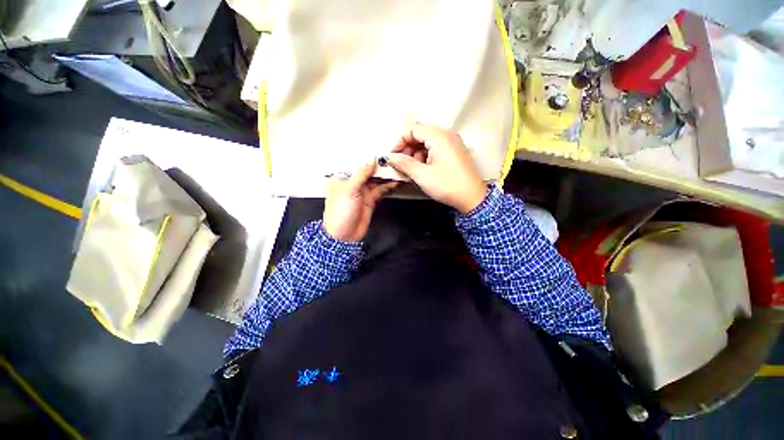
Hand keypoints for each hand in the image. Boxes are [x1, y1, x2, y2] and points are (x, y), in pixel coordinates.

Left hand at [323, 162, 397, 241]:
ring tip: (396, 170)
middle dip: (379, 167)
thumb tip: (371, 160)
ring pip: (375, 180)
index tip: (380, 153)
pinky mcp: (370, 200)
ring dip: (385, 176)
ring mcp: (362, 192)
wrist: (344, 235)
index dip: (368, 158)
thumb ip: (361, 174)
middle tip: (392, 162)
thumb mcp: (349, 189)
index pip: (357, 163)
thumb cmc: (339, 213)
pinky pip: (380, 190)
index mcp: (342, 178)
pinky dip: (387, 186)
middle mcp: (352, 183)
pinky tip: (394, 182)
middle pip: (368, 171)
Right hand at [386, 124, 486, 213]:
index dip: (400, 141)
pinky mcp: (455, 152)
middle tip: (401, 163)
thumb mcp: (422, 175)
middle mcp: (447, 135)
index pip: (413, 129)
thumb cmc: (447, 185)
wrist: (472, 198)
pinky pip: (436, 148)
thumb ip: (404, 163)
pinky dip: (426, 156)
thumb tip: (390, 157)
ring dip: (416, 153)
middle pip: (421, 134)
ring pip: (428, 142)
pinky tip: (423, 169)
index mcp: (439, 136)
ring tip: (412, 169)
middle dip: (408, 147)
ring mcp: (453, 143)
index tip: (393, 155)